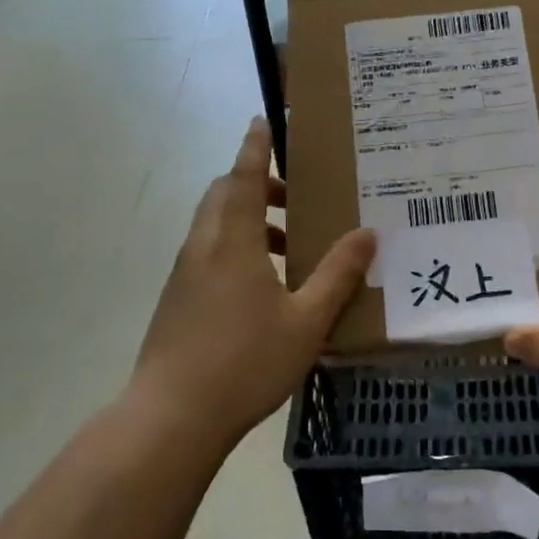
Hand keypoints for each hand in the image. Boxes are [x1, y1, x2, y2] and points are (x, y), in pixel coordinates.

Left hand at [131, 118, 375, 453]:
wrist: (171, 417)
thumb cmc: (244, 362)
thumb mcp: (306, 321)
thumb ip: (337, 275)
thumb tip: (367, 234)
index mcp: (233, 241)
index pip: (245, 177)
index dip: (256, 148)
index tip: (263, 122)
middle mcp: (203, 247)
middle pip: (225, 195)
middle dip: (257, 184)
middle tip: (296, 197)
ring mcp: (184, 274)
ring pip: (215, 225)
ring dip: (249, 220)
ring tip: (289, 247)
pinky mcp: (176, 299)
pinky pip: (208, 252)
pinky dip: (236, 247)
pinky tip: (264, 286)